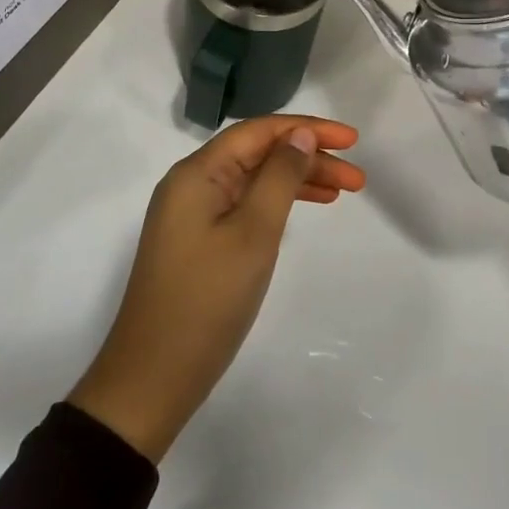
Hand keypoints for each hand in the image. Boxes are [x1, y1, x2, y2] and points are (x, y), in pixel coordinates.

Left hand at [67, 115, 363, 461]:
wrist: (151, 379)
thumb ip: (280, 177)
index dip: (307, 128)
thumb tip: (299, 134)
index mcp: (197, 172)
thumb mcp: (253, 234)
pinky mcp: (197, 241)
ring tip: (343, 192)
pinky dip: (278, 204)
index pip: (259, 131)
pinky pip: (244, 205)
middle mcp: (191, 183)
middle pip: (258, 154)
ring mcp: (192, 214)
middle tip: (357, 178)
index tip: (352, 140)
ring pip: (254, 181)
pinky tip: (306, 210)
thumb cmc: (207, 300)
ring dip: (298, 181)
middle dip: (308, 158)